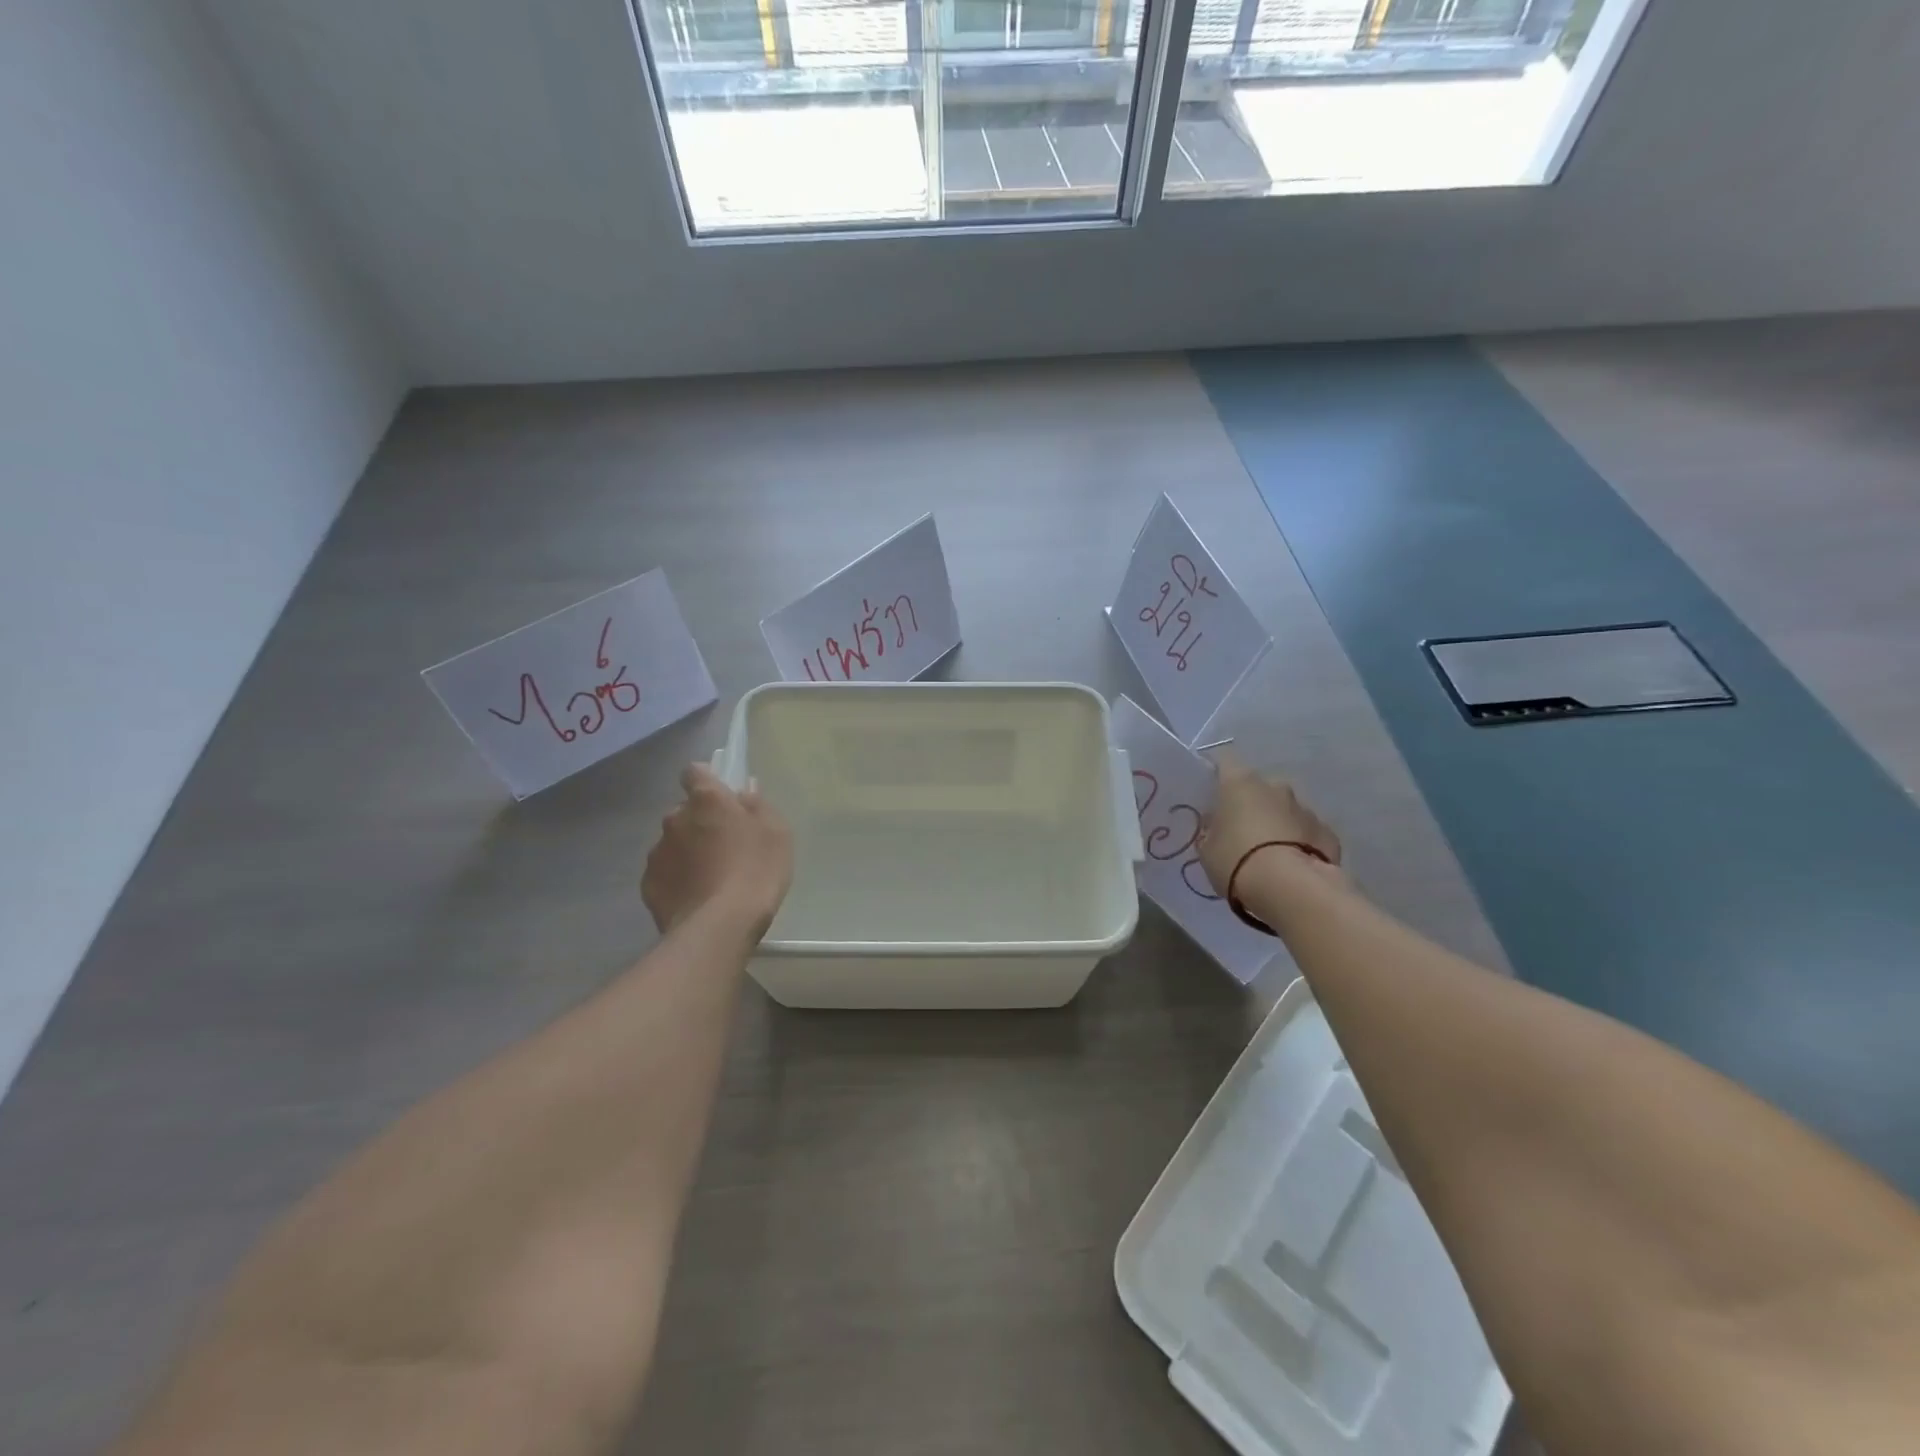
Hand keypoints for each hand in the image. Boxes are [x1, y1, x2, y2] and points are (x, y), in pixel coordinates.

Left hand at [642, 764, 792, 934]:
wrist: (720, 925)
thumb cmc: (756, 870)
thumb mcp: (776, 833)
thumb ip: (757, 806)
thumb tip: (744, 790)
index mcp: (707, 800)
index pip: (695, 772)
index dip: (706, 780)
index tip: (720, 795)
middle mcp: (674, 819)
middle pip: (685, 811)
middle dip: (699, 821)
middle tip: (723, 844)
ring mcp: (657, 853)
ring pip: (673, 843)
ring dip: (687, 851)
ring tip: (710, 877)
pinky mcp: (648, 884)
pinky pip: (664, 873)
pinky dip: (677, 879)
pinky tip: (696, 897)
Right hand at [1197, 747, 1342, 898]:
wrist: (1291, 889)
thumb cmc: (1237, 861)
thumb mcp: (1207, 850)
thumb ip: (1212, 832)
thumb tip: (1219, 827)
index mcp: (1240, 783)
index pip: (1224, 761)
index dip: (1216, 775)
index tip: (1210, 795)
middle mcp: (1275, 787)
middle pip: (1257, 788)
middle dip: (1250, 805)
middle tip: (1239, 832)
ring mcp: (1305, 809)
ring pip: (1284, 810)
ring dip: (1276, 824)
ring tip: (1267, 855)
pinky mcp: (1328, 833)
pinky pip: (1306, 833)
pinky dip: (1298, 843)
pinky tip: (1291, 866)